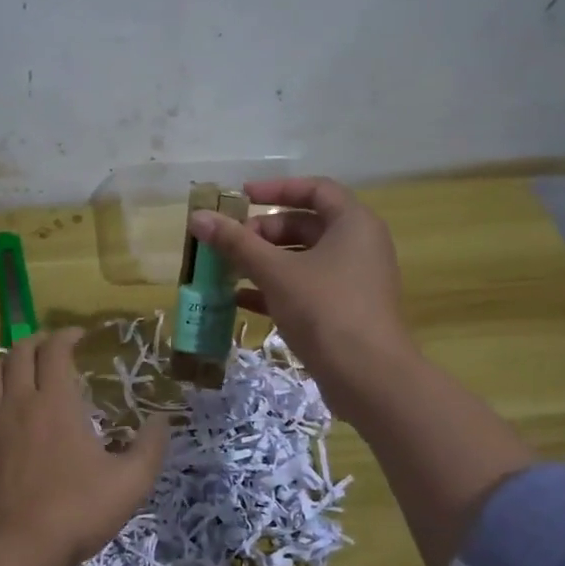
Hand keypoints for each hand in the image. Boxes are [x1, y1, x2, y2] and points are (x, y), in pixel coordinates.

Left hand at [0, 328, 169, 565]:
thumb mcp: (130, 482)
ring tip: (13, 372)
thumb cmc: (77, 511)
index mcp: (57, 402)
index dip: (66, 335)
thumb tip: (162, 419)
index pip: (56, 350)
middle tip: (48, 349)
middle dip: (34, 343)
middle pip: (18, 354)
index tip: (78, 336)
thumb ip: (150, 447)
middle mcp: (17, 403)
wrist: (18, 548)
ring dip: (0, 366)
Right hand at [190, 176, 412, 421]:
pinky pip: (307, 289)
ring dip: (265, 263)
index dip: (276, 189)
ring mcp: (354, 281)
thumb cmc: (324, 309)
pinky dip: (276, 289)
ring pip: (304, 260)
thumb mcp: (274, 271)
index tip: (241, 198)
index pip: (315, 189)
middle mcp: (359, 246)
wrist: (367, 377)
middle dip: (264, 232)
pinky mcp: (346, 311)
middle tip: (230, 244)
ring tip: (228, 271)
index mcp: (353, 224)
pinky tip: (240, 300)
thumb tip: (197, 217)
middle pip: (306, 225)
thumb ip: (235, 243)